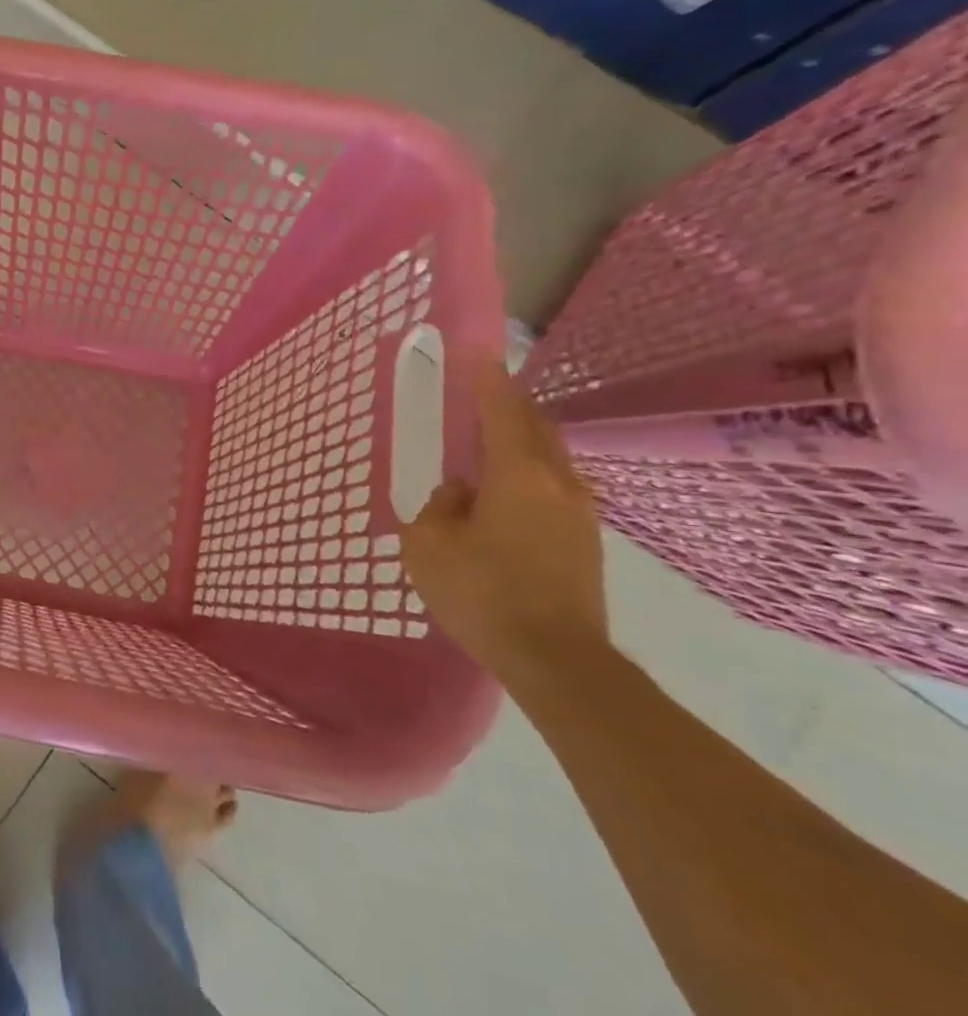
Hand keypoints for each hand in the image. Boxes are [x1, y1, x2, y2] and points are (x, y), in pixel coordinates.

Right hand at [402, 357, 608, 686]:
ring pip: (551, 459)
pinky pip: (554, 488)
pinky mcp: (585, 544)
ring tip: (491, 442)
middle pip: (536, 428)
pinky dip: (529, 473)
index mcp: (518, 475)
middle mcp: (558, 484)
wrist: (557, 663)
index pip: (501, 411)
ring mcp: (579, 515)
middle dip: (510, 405)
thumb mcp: (430, 545)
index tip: (477, 352)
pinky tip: (506, 493)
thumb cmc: (483, 593)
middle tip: (482, 393)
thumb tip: (460, 494)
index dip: (486, 379)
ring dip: (522, 441)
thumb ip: (439, 507)